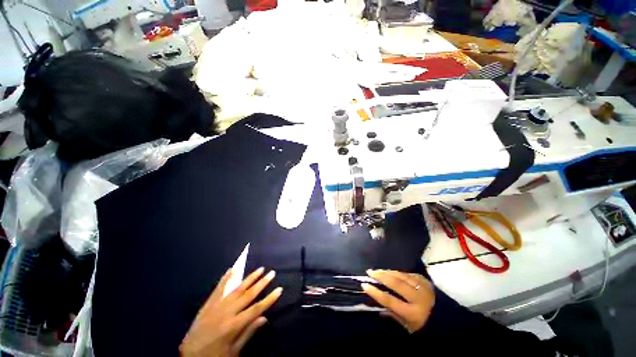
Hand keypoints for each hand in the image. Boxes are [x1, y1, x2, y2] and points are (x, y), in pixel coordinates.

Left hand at [180, 267, 281, 356]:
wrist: (189, 356)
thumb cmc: (214, 356)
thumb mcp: (234, 352)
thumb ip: (249, 333)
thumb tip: (264, 317)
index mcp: (234, 325)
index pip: (256, 308)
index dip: (269, 299)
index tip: (279, 289)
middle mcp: (227, 312)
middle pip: (248, 295)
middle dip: (262, 283)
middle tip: (272, 273)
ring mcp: (217, 306)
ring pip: (237, 288)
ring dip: (249, 278)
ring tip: (260, 269)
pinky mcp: (208, 304)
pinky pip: (219, 288)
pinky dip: (226, 278)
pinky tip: (232, 269)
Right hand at [362, 270, 434, 332]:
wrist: (450, 321)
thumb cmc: (427, 328)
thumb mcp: (410, 328)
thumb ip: (394, 317)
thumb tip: (378, 309)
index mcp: (413, 313)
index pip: (390, 300)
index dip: (376, 292)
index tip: (365, 285)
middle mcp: (418, 297)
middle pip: (395, 283)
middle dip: (380, 276)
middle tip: (369, 272)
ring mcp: (422, 287)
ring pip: (401, 275)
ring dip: (388, 272)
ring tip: (377, 270)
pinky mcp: (425, 281)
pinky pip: (408, 274)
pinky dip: (398, 273)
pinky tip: (392, 272)